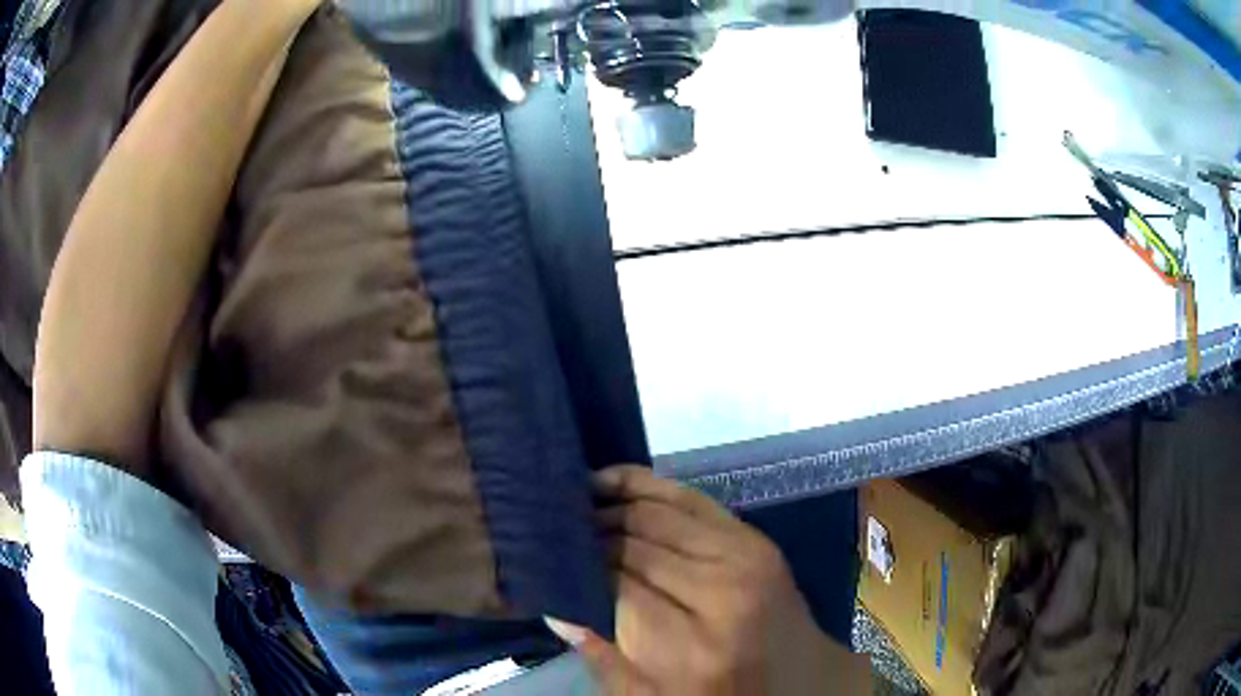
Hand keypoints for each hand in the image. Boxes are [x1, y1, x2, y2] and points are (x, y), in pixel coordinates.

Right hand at [548, 466, 867, 694]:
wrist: (801, 679)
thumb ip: (600, 651)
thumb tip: (554, 603)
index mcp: (689, 646)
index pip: (612, 584)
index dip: (574, 567)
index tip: (543, 557)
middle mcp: (719, 592)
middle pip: (632, 543)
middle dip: (586, 533)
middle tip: (550, 527)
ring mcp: (743, 556)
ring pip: (655, 511)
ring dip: (609, 504)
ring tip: (574, 503)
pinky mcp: (753, 538)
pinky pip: (688, 498)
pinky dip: (646, 485)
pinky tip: (612, 483)